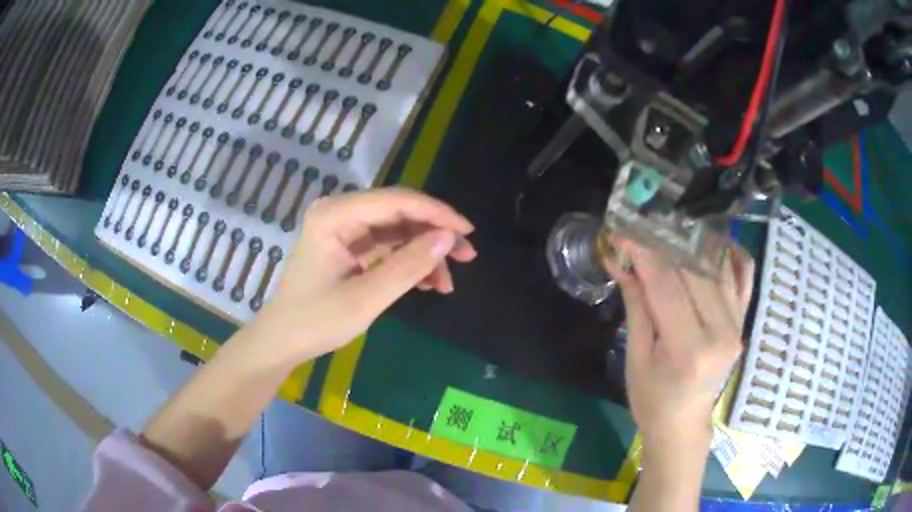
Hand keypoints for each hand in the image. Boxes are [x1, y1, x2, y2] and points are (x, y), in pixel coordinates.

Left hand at [252, 187, 475, 365]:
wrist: (283, 341)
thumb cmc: (316, 321)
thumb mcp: (366, 299)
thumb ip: (408, 266)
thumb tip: (448, 238)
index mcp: (336, 215)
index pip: (397, 201)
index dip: (437, 213)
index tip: (468, 233)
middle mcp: (340, 213)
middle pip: (399, 212)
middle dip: (434, 234)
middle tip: (466, 257)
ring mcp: (344, 229)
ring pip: (397, 230)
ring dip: (424, 252)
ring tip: (447, 281)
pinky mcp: (348, 246)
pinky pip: (387, 246)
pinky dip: (408, 262)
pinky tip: (427, 282)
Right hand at [604, 238, 753, 448]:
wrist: (683, 424)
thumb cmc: (651, 399)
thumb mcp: (636, 358)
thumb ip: (635, 305)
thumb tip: (619, 260)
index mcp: (690, 349)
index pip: (666, 285)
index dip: (642, 253)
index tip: (622, 233)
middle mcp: (721, 331)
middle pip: (692, 270)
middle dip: (662, 245)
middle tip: (639, 230)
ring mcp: (738, 324)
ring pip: (716, 267)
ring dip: (691, 243)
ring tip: (666, 231)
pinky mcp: (742, 321)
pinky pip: (743, 276)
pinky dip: (730, 253)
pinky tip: (712, 241)